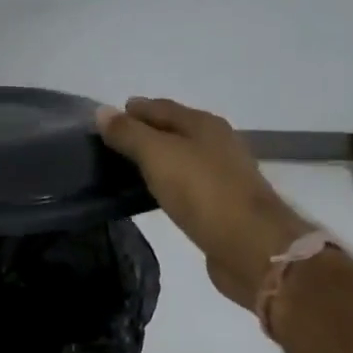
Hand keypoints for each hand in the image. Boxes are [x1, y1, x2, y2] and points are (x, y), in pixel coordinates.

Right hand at [97, 97, 313, 309]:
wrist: (250, 245)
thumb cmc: (202, 192)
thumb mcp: (158, 156)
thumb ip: (129, 134)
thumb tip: (102, 111)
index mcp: (204, 124)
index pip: (162, 107)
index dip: (134, 110)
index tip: (105, 120)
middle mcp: (217, 143)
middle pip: (175, 131)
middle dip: (145, 133)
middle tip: (112, 144)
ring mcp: (223, 175)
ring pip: (182, 159)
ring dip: (157, 160)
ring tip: (127, 169)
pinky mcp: (223, 205)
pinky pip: (187, 185)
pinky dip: (168, 184)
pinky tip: (155, 194)